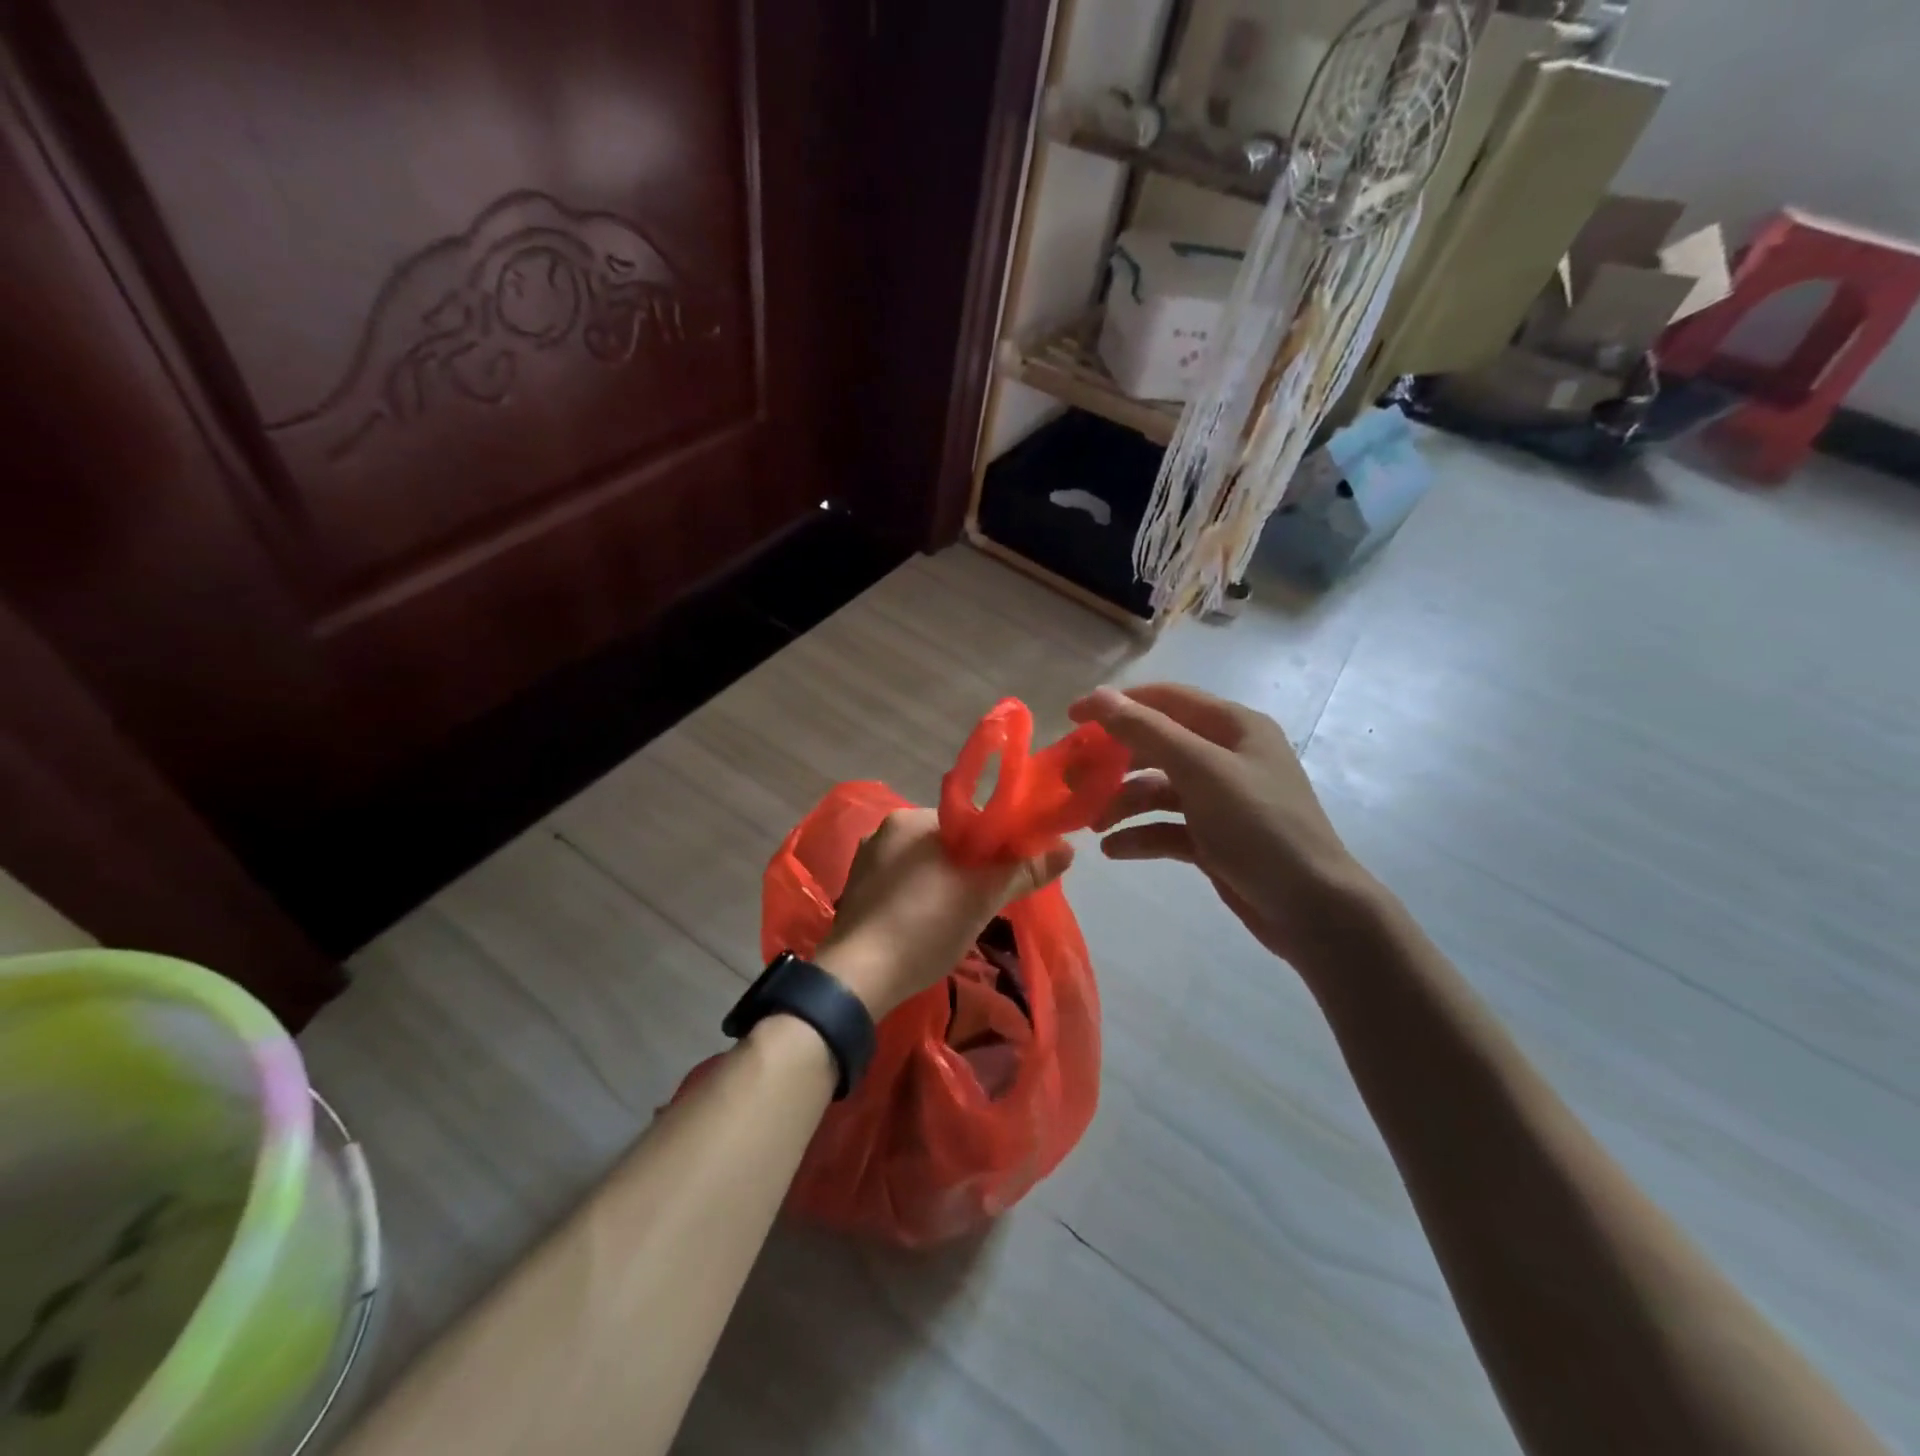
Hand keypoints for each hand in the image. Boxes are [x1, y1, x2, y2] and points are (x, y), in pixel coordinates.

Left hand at [815, 808, 1074, 1018]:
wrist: (858, 977)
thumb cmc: (924, 925)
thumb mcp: (982, 898)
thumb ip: (1023, 870)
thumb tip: (1067, 849)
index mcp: (913, 819)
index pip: (969, 821)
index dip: (995, 845)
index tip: (1010, 872)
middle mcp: (885, 830)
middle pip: (946, 842)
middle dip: (969, 866)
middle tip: (987, 899)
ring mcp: (866, 861)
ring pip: (923, 864)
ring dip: (944, 882)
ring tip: (959, 916)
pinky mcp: (856, 891)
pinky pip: (900, 884)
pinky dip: (919, 897)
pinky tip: (926, 924)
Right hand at [1067, 683, 1378, 970]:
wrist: (1312, 909)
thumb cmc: (1259, 827)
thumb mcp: (1201, 771)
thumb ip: (1147, 732)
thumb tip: (1097, 696)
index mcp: (1233, 727)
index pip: (1165, 700)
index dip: (1117, 704)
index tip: (1072, 718)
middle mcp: (1226, 756)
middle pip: (1157, 746)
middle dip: (1115, 761)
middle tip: (1075, 779)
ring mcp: (1220, 800)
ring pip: (1158, 789)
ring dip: (1123, 803)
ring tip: (1093, 825)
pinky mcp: (1214, 838)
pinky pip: (1167, 827)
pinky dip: (1141, 835)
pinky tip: (1115, 850)